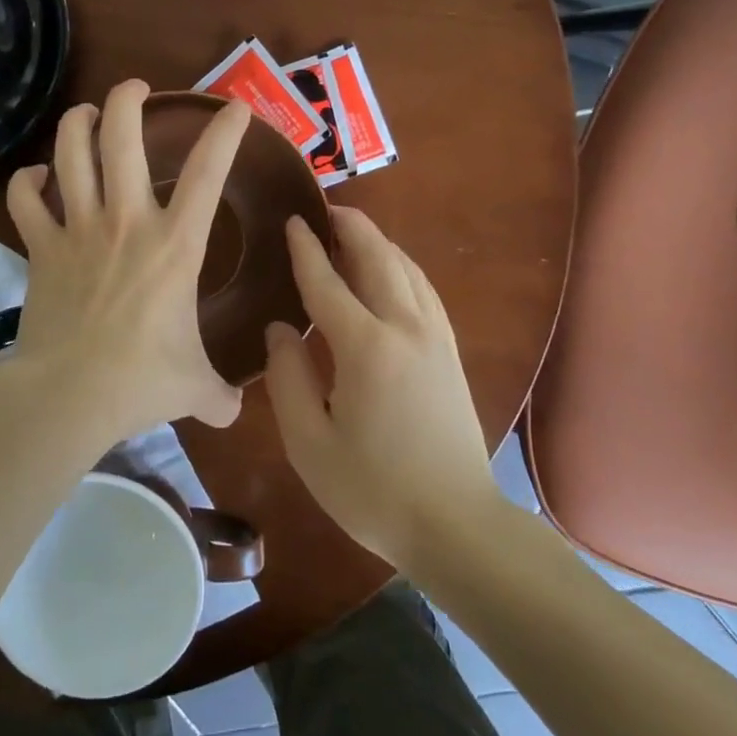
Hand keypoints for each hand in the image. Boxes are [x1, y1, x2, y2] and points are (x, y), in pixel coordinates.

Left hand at [5, 80, 250, 441]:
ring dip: (77, 124)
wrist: (68, 394)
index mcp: (175, 244)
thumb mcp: (194, 386)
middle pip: (122, 138)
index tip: (234, 107)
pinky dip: (27, 182)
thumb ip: (219, 393)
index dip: (224, 133)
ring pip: (70, 153)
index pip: (208, 173)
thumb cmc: (141, 380)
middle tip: (137, 88)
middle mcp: (126, 221)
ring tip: (86, 112)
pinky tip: (35, 178)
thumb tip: (234, 411)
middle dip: (129, 99)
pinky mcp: (40, 247)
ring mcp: (78, 229)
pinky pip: (25, 200)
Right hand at [266, 208, 499, 572]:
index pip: (327, 283)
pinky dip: (401, 267)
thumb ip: (287, 378)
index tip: (292, 220)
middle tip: (323, 209)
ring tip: (351, 232)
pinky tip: (390, 272)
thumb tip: (280, 331)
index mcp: (366, 348)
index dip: (305, 250)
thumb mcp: (309, 443)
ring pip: (406, 269)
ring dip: (378, 243)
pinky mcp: (450, 352)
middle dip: (351, 227)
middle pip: (378, 258)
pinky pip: (424, 290)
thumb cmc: (373, 490)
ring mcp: (435, 338)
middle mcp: (405, 329)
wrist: (456, 526)